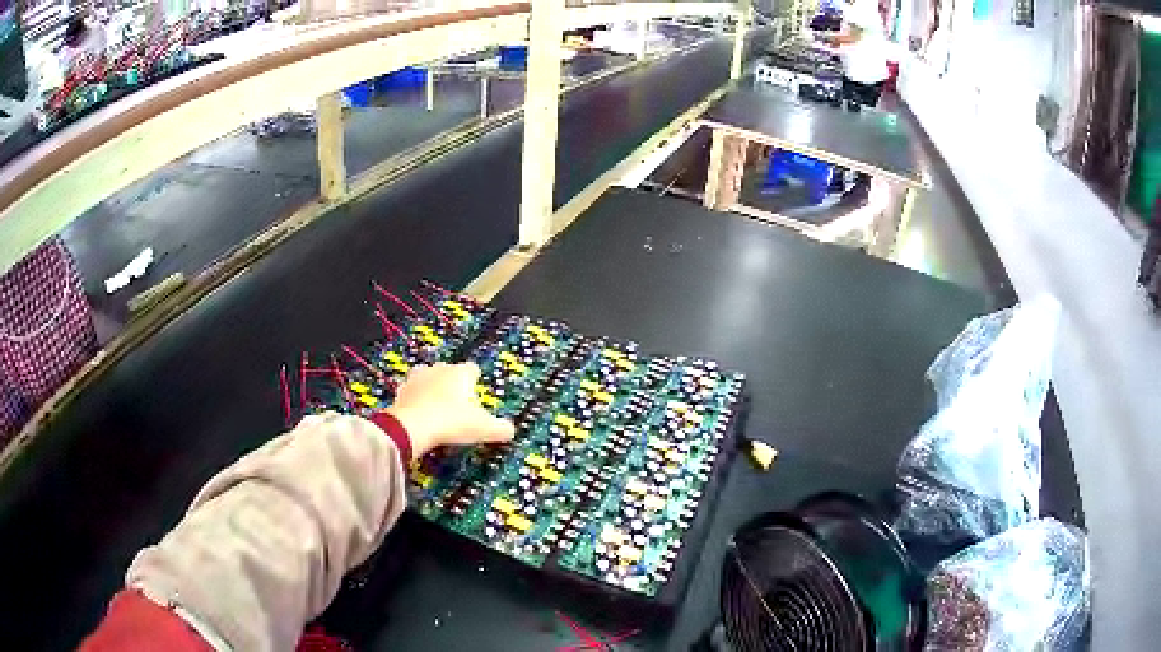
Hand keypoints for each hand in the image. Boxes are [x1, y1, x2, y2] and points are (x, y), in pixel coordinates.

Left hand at [386, 362, 514, 457]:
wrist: (412, 427)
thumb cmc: (451, 422)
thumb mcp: (483, 428)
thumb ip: (500, 428)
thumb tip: (510, 430)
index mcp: (460, 373)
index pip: (472, 369)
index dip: (476, 381)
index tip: (477, 394)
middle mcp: (438, 369)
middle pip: (448, 371)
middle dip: (452, 385)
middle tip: (458, 406)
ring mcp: (416, 379)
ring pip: (427, 379)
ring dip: (431, 390)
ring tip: (436, 409)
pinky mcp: (400, 391)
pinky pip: (411, 393)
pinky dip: (415, 402)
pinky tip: (419, 416)